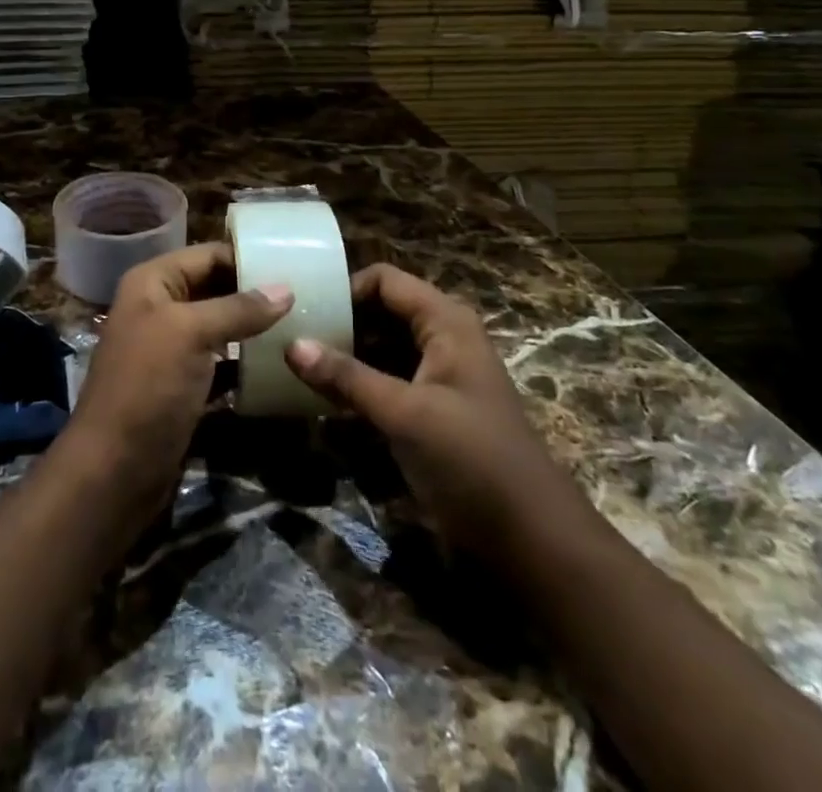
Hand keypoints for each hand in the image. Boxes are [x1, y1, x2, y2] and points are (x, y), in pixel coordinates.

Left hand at [65, 242, 291, 515]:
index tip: (295, 264)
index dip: (247, 258)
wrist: (114, 471)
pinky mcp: (185, 387)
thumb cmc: (148, 386)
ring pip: (222, 328)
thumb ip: (238, 309)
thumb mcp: (191, 334)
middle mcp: (160, 309)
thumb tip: (286, 288)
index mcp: (153, 283)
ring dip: (255, 330)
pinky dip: (247, 365)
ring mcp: (172, 350)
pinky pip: (222, 365)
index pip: (208, 255)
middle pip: (216, 289)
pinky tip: (282, 366)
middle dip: (256, 294)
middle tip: (307, 296)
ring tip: (303, 326)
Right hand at [285, 264, 564, 557]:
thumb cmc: (473, 460)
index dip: (345, 289)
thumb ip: (348, 377)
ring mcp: (435, 376)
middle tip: (289, 336)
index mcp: (445, 322)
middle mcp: (441, 338)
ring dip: (343, 355)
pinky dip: (355, 383)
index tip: (302, 310)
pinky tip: (320, 396)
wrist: (532, 541)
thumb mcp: (406, 414)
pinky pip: (384, 380)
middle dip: (338, 322)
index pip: (385, 281)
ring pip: (379, 348)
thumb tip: (290, 344)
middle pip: (380, 311)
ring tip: (294, 363)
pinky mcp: (428, 410)